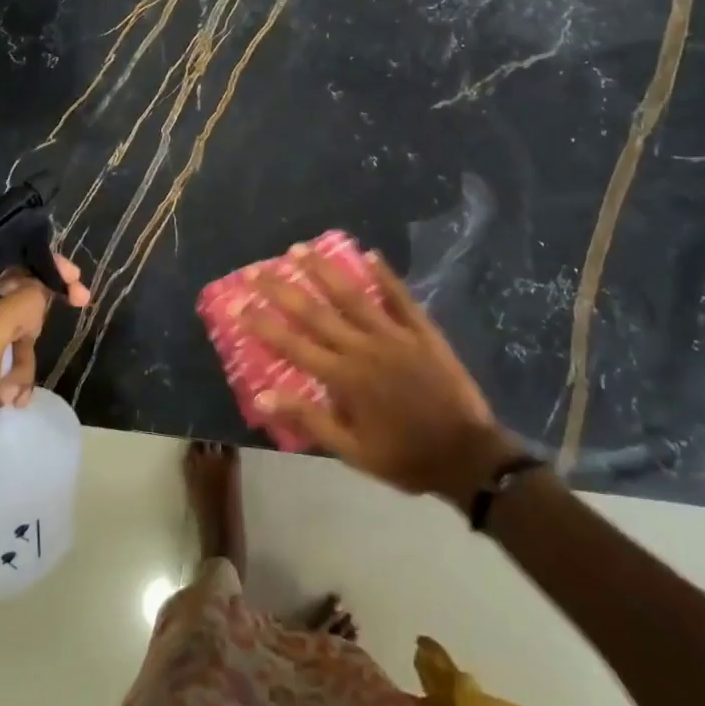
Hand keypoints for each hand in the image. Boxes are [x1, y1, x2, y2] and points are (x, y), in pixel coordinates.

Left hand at [0, 254, 89, 485]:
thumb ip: (19, 303)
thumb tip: (40, 293)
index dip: (40, 264)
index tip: (74, 279)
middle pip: (8, 296)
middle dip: (34, 319)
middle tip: (75, 310)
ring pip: (10, 331)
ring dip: (22, 359)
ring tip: (13, 390)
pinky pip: (1, 359)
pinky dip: (12, 377)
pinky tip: (10, 401)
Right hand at [245, 248, 514, 503]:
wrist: (468, 455)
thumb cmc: (405, 456)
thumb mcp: (352, 451)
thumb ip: (309, 420)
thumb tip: (263, 397)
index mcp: (344, 378)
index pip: (292, 344)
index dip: (262, 323)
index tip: (237, 303)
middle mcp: (364, 348)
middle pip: (315, 312)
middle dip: (282, 288)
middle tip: (256, 268)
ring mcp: (395, 335)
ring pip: (352, 295)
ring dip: (324, 269)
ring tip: (299, 249)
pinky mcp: (422, 331)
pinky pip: (400, 297)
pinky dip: (385, 275)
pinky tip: (369, 253)